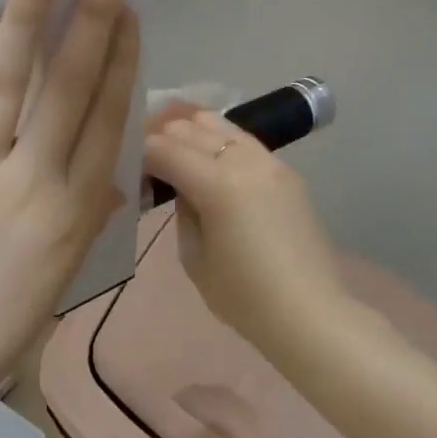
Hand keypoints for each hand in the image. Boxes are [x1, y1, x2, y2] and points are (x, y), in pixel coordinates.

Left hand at [0, 0, 139, 396]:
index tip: (130, 14)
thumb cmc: (5, 320)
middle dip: (89, 21)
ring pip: (7, 83)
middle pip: (68, 88)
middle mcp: (33, 180)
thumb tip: (106, 175)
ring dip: (25, 21)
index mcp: (75, 210)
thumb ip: (87, 211)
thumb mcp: (65, 269)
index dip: (122, 59)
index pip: (106, 118)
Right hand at [142, 106, 348, 360]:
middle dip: (163, 137)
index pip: (165, 150)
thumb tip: (181, 187)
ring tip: (174, 146)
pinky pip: (245, 141)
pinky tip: (210, 154)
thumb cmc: (244, 297)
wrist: (309, 312)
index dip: (140, 153)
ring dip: (192, 131)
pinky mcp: (287, 172)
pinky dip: (220, 140)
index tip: (127, 164)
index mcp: (218, 185)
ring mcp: (271, 162)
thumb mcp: (194, 258)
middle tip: (145, 155)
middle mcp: (245, 161)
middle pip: (191, 129)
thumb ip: (183, 212)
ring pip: (222, 125)